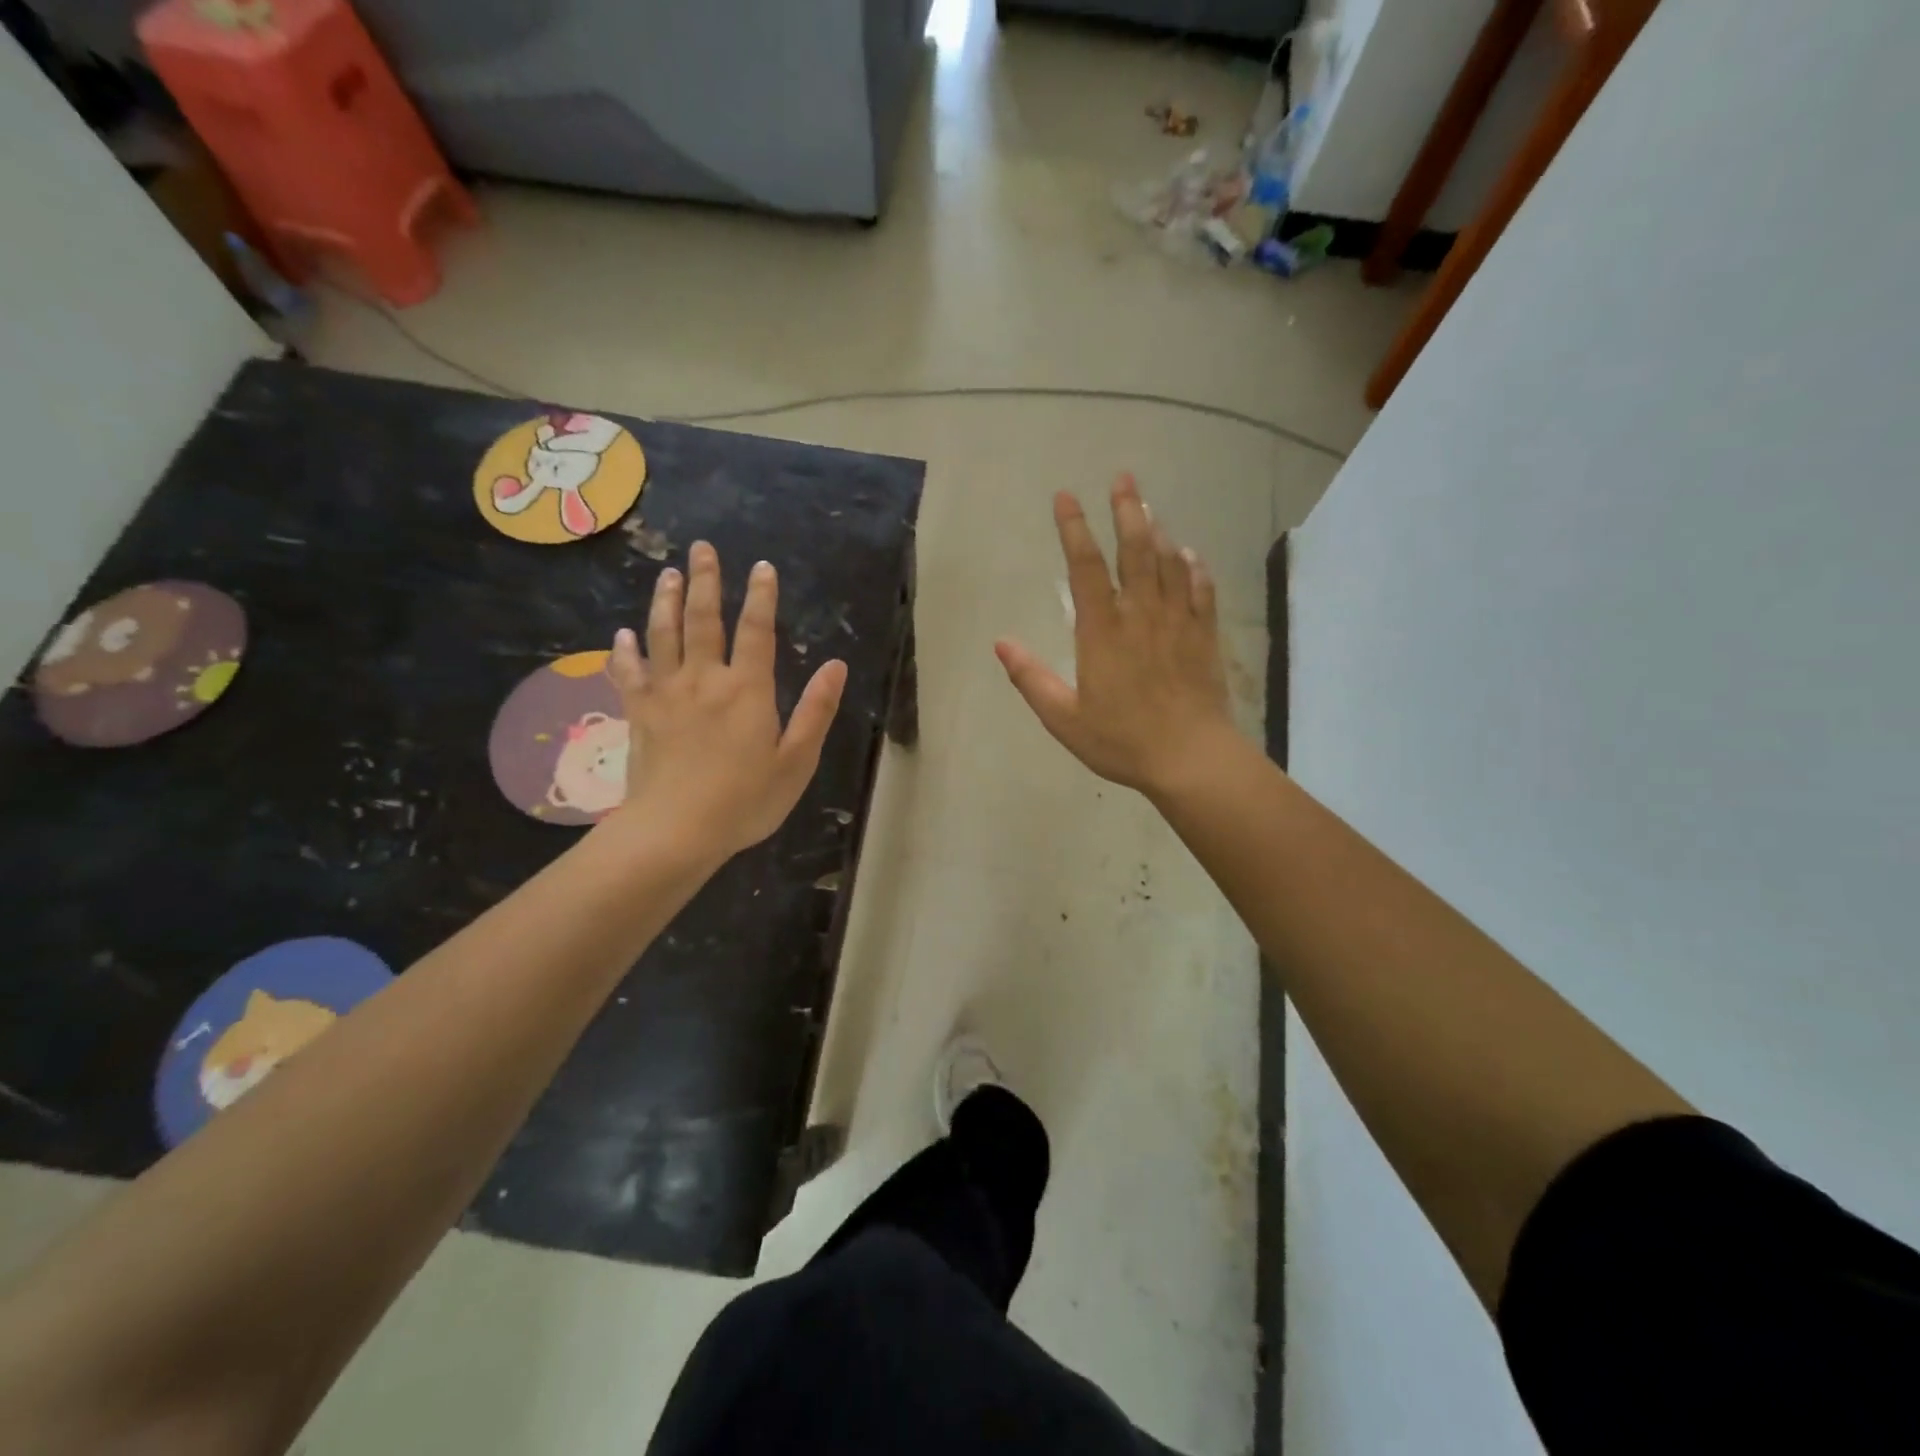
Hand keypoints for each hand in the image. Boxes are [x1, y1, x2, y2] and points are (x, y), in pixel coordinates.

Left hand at [607, 542, 846, 862]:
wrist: (675, 831)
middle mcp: (705, 680)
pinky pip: (628, 673)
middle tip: (701, 549)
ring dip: (665, 601)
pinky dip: (624, 652)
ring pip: (663, 635)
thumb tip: (836, 666)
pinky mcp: (639, 713)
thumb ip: (816, 711)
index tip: (762, 567)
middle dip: (704, 581)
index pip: (757, 631)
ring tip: (667, 574)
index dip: (761, 597)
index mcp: (747, 690)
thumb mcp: (797, 761)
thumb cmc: (745, 801)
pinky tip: (622, 635)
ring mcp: (666, 694)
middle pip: (702, 620)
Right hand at [996, 473, 1234, 799]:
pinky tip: (1189, 555)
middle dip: (1127, 510)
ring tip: (1148, 507)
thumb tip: (1000, 643)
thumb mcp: (1064, 718)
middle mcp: (1141, 615)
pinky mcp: (1204, 637)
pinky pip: (1202, 591)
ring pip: (1169, 564)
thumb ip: (1031, 678)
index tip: (1065, 497)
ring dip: (1157, 531)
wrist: (1190, 758)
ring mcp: (1178, 622)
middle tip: (1123, 478)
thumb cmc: (1122, 740)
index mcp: (1102, 631)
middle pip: (1134, 551)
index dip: (1074, 528)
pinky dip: (1194, 568)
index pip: (1085, 567)